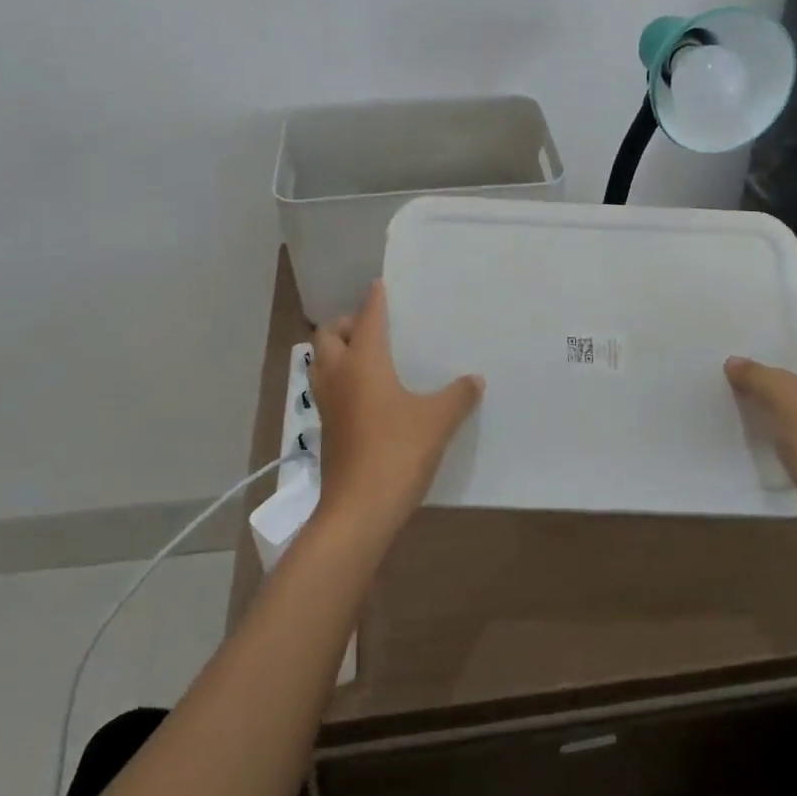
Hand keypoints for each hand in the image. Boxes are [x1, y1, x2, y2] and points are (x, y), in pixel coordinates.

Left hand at [308, 281, 483, 547]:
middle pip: (329, 335)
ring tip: (366, 356)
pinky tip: (366, 393)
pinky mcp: (327, 429)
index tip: (379, 286)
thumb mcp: (437, 421)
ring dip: (337, 351)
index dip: (374, 300)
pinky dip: (340, 378)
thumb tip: (475, 379)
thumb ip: (458, 396)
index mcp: (363, 362)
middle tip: (372, 328)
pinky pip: (327, 388)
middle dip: (346, 324)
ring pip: (321, 363)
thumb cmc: (397, 452)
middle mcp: (339, 376)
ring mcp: (327, 404)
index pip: (367, 318)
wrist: (359, 509)